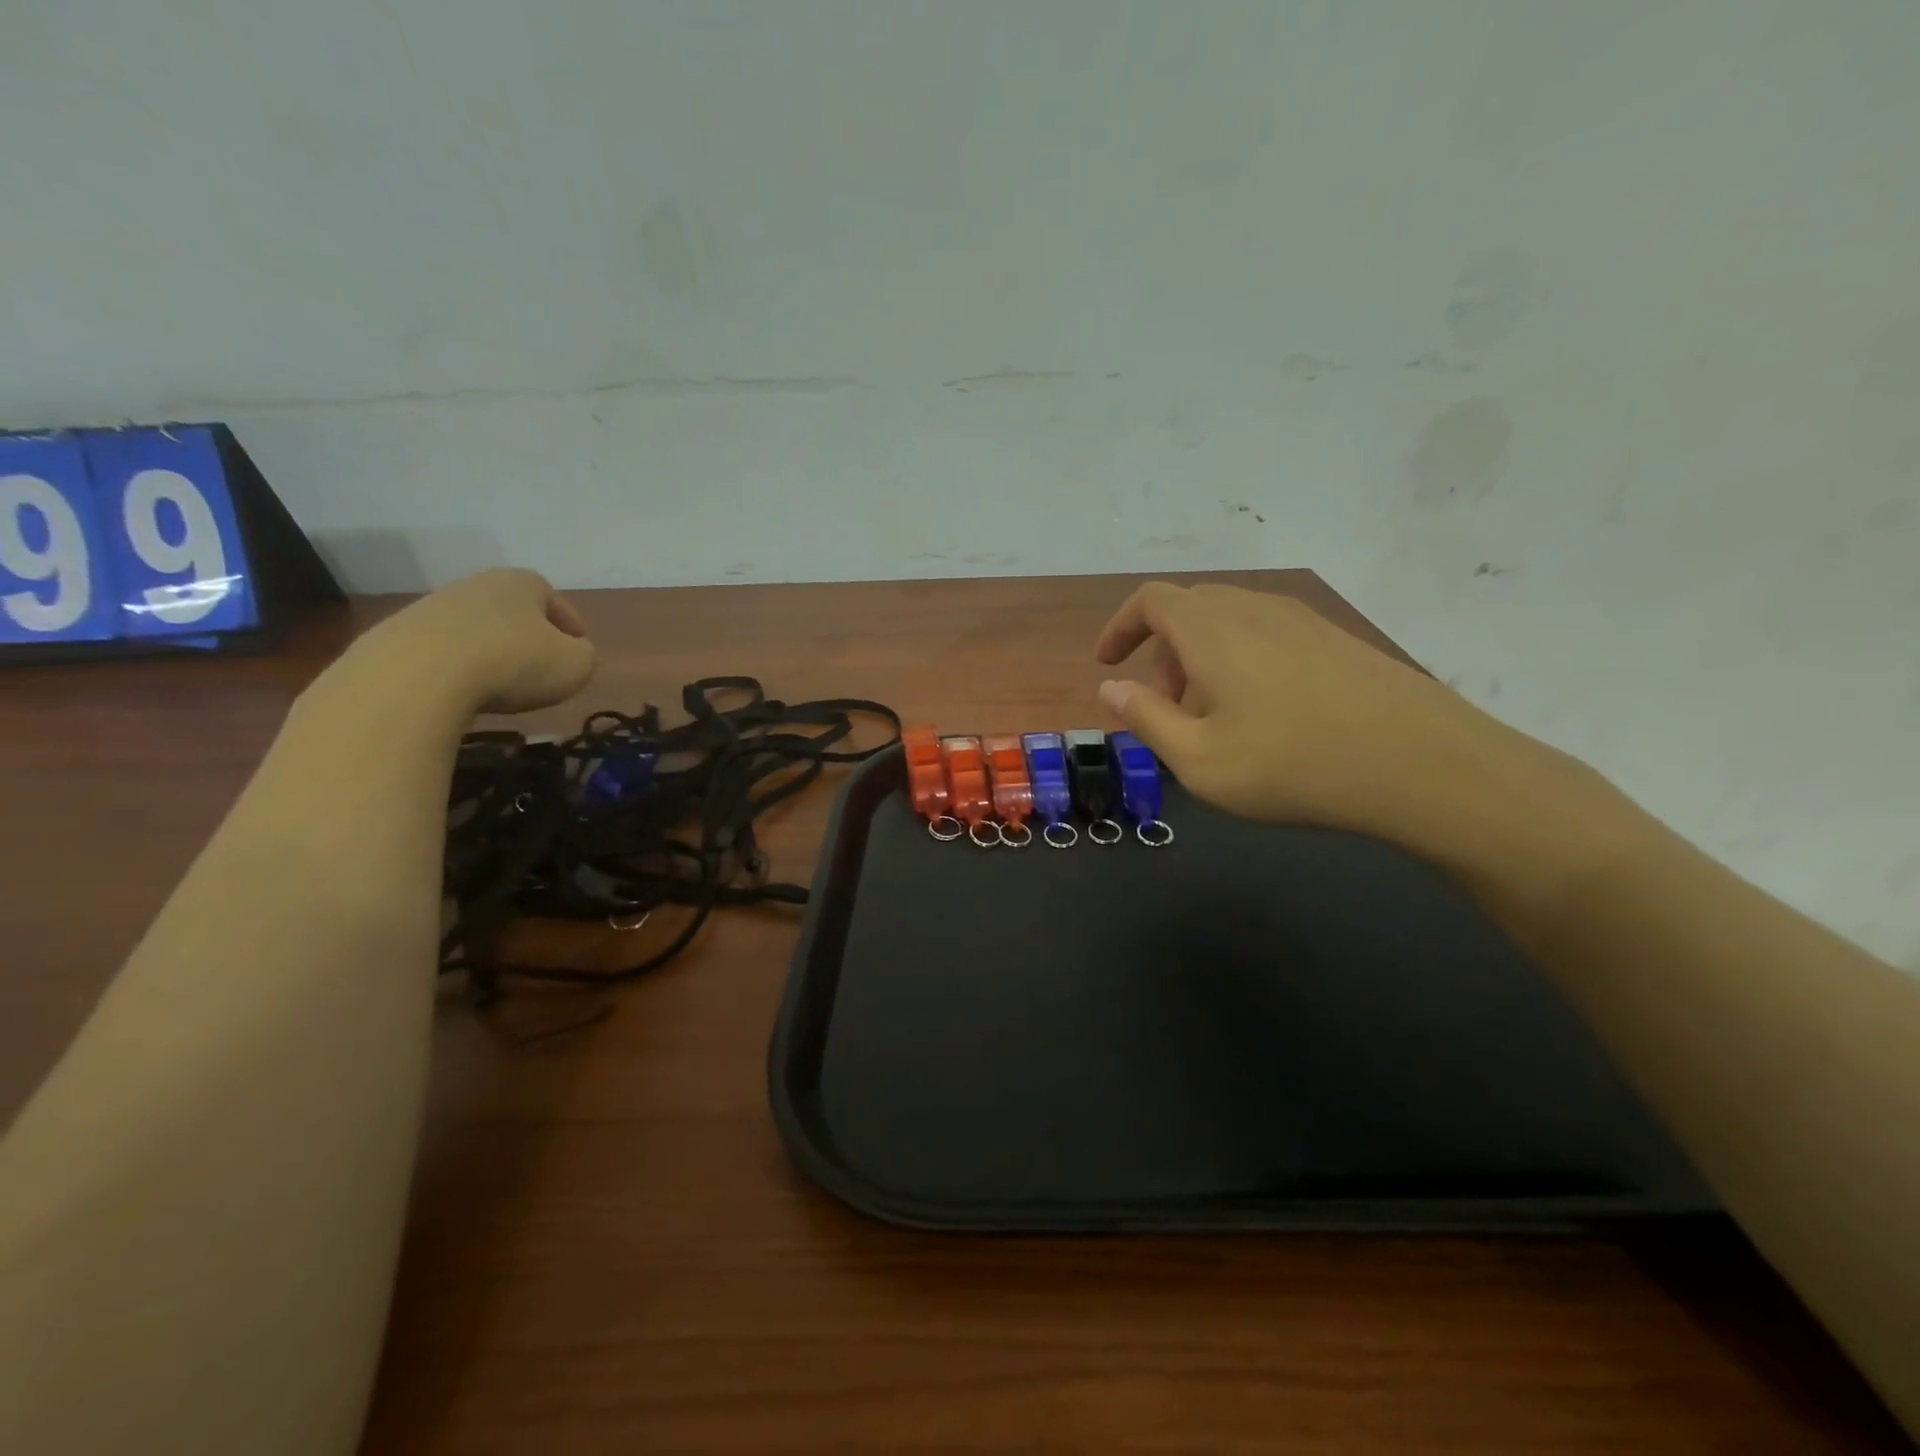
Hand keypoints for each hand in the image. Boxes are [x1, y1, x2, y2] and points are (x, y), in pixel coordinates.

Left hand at [357, 567, 596, 715]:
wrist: (417, 677)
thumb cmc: (513, 662)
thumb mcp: (576, 665)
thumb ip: (585, 656)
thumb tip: (573, 655)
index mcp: (521, 582)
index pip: (555, 599)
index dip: (570, 627)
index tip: (577, 651)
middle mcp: (475, 585)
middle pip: (512, 612)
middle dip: (528, 637)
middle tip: (541, 668)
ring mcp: (430, 608)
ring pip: (475, 630)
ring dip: (490, 653)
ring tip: (500, 686)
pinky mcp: (396, 636)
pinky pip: (441, 653)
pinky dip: (456, 670)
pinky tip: (462, 693)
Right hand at [1093, 581, 1583, 849]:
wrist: (1421, 763)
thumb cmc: (1292, 765)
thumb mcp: (1199, 760)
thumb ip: (1146, 719)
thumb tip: (1110, 689)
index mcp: (1211, 629)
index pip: (1151, 600)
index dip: (1121, 626)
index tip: (1108, 663)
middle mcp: (1253, 609)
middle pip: (1190, 608)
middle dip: (1162, 650)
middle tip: (1163, 701)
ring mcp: (1301, 620)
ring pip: (1231, 621)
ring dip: (1203, 657)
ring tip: (1211, 714)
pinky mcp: (1336, 639)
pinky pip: (1268, 633)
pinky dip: (1242, 659)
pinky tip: (1264, 712)